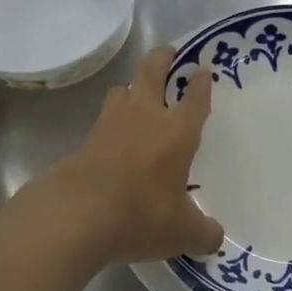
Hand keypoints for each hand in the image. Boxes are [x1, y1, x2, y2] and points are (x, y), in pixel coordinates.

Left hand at [25, 46, 223, 265]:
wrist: (76, 216)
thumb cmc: (141, 215)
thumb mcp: (183, 232)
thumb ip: (204, 232)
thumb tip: (215, 237)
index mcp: (177, 131)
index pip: (195, 96)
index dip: (201, 82)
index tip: (203, 70)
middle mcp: (144, 117)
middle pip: (152, 70)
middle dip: (163, 57)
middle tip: (170, 53)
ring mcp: (109, 125)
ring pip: (122, 90)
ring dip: (132, 88)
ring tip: (138, 98)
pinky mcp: (83, 141)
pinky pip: (102, 122)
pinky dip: (111, 125)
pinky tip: (114, 142)